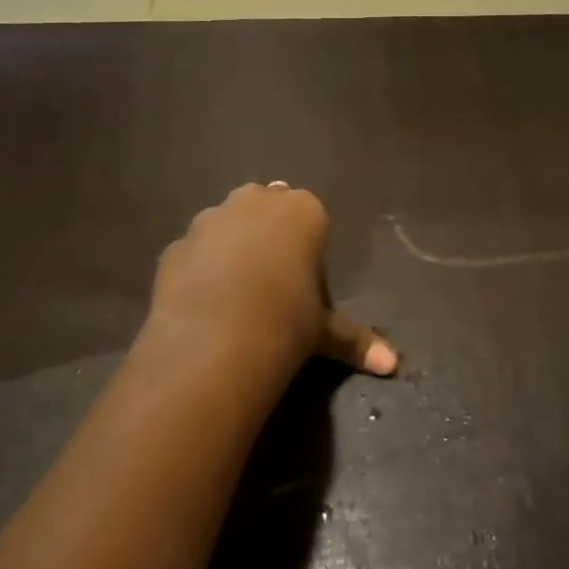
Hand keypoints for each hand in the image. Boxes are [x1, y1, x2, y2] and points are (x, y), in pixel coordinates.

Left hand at [145, 183, 397, 388]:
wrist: (215, 342)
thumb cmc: (287, 323)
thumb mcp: (325, 332)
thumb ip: (355, 340)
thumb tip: (393, 366)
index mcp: (302, 211)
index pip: (311, 215)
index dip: (308, 244)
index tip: (304, 277)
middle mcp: (255, 202)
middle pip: (266, 206)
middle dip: (268, 231)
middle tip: (273, 277)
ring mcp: (210, 219)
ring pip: (226, 223)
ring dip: (232, 245)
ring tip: (235, 292)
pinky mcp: (175, 245)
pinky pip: (195, 251)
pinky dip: (200, 268)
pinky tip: (203, 303)